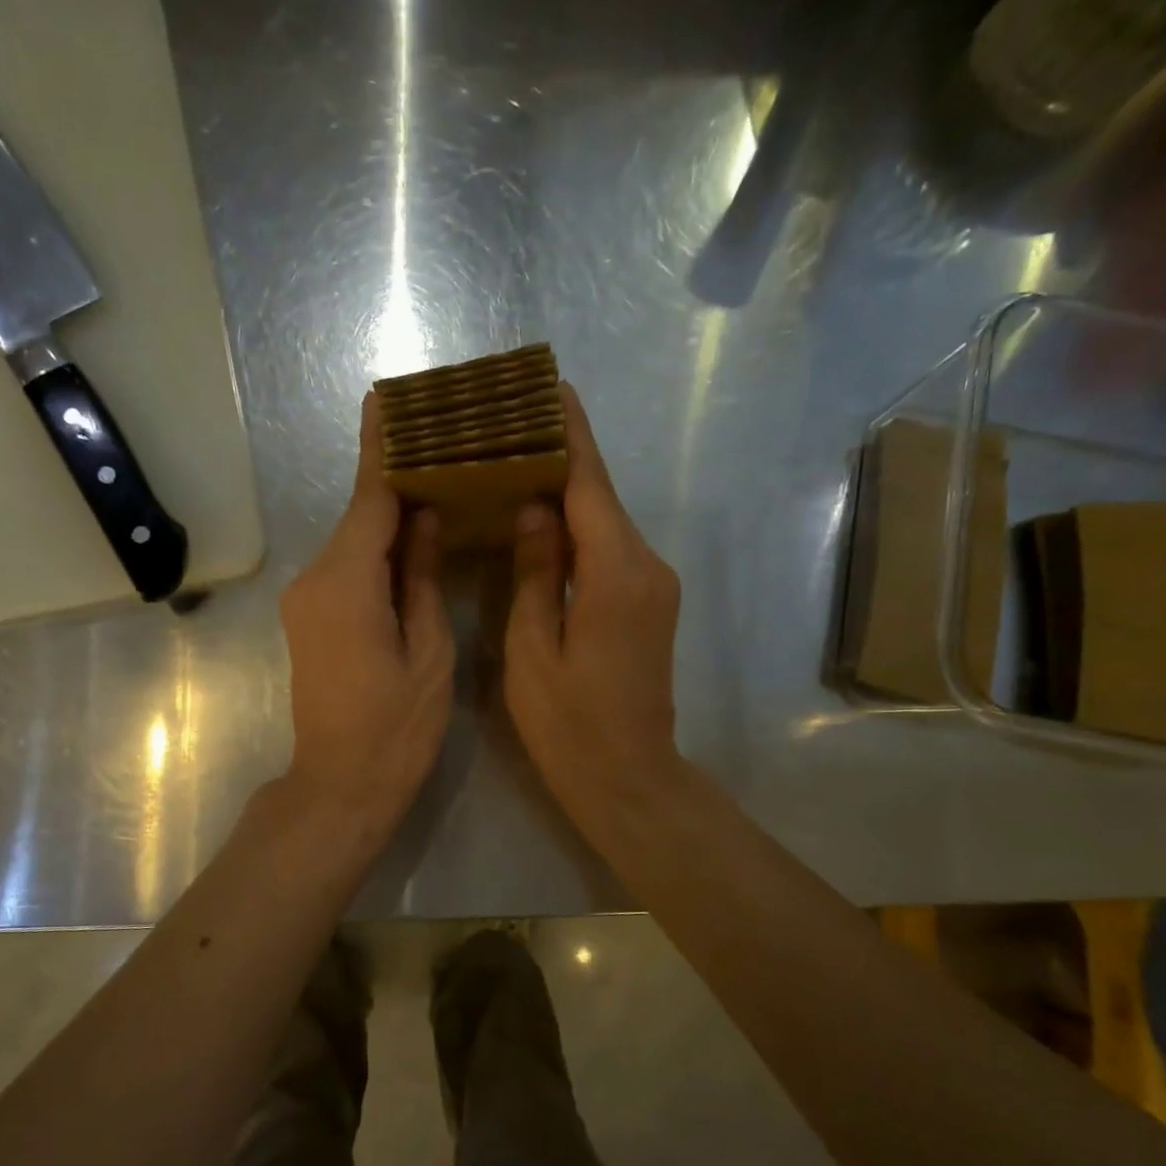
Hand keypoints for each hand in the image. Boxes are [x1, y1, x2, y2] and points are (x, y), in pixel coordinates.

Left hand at [279, 392, 454, 839]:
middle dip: (396, 481)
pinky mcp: (309, 620)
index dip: (383, 449)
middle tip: (442, 446)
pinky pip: (347, 570)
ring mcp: (306, 601)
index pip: (369, 498)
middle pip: (361, 517)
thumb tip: (423, 518)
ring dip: (390, 519)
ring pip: (355, 544)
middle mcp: (315, 579)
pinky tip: (412, 543)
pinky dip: (378, 552)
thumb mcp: (429, 651)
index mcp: (347, 582)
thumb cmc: (396, 727)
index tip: (389, 399)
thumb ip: (422, 577)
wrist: (340, 786)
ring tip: (438, 488)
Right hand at [505, 383, 684, 838]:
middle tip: (510, 427)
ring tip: (516, 464)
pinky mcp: (650, 604)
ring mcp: (655, 586)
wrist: (629, 778)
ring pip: (606, 523)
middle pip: (601, 496)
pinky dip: (579, 529)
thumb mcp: (534, 650)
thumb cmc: (570, 724)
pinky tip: (542, 523)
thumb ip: (535, 573)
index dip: (570, 433)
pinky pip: (611, 550)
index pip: (590, 484)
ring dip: (567, 494)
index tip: (549, 387)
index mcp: (617, 573)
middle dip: (561, 457)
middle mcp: (647, 566)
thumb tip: (533, 509)